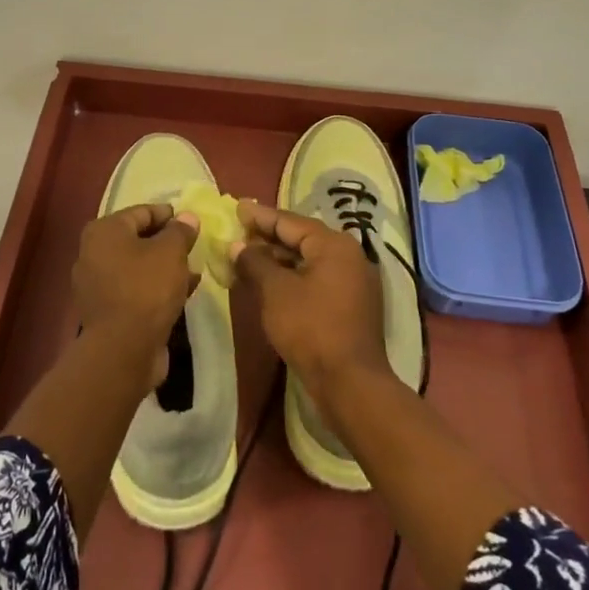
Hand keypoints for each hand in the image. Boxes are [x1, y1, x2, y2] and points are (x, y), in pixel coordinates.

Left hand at [72, 203, 200, 385]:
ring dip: (165, 268)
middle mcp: (93, 254)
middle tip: (194, 247)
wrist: (123, 349)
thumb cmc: (146, 288)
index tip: (193, 222)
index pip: (141, 212)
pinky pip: (136, 290)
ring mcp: (97, 285)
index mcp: (104, 231)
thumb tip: (187, 217)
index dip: (169, 215)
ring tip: (194, 270)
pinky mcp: (107, 311)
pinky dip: (157, 288)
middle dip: (168, 243)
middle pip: (138, 240)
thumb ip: (180, 231)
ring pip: (138, 267)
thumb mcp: (171, 252)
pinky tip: (183, 293)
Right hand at [229, 200, 389, 423]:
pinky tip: (268, 282)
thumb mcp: (275, 291)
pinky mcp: (350, 305)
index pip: (289, 221)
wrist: (349, 383)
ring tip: (246, 257)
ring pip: (308, 260)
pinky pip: (315, 279)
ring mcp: (352, 281)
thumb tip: (238, 245)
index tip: (236, 206)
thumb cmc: (310, 328)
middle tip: (238, 230)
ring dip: (277, 259)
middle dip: (267, 237)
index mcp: (333, 244)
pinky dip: (292, 277)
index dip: (260, 216)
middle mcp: (348, 256)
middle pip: (301, 238)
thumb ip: (254, 262)